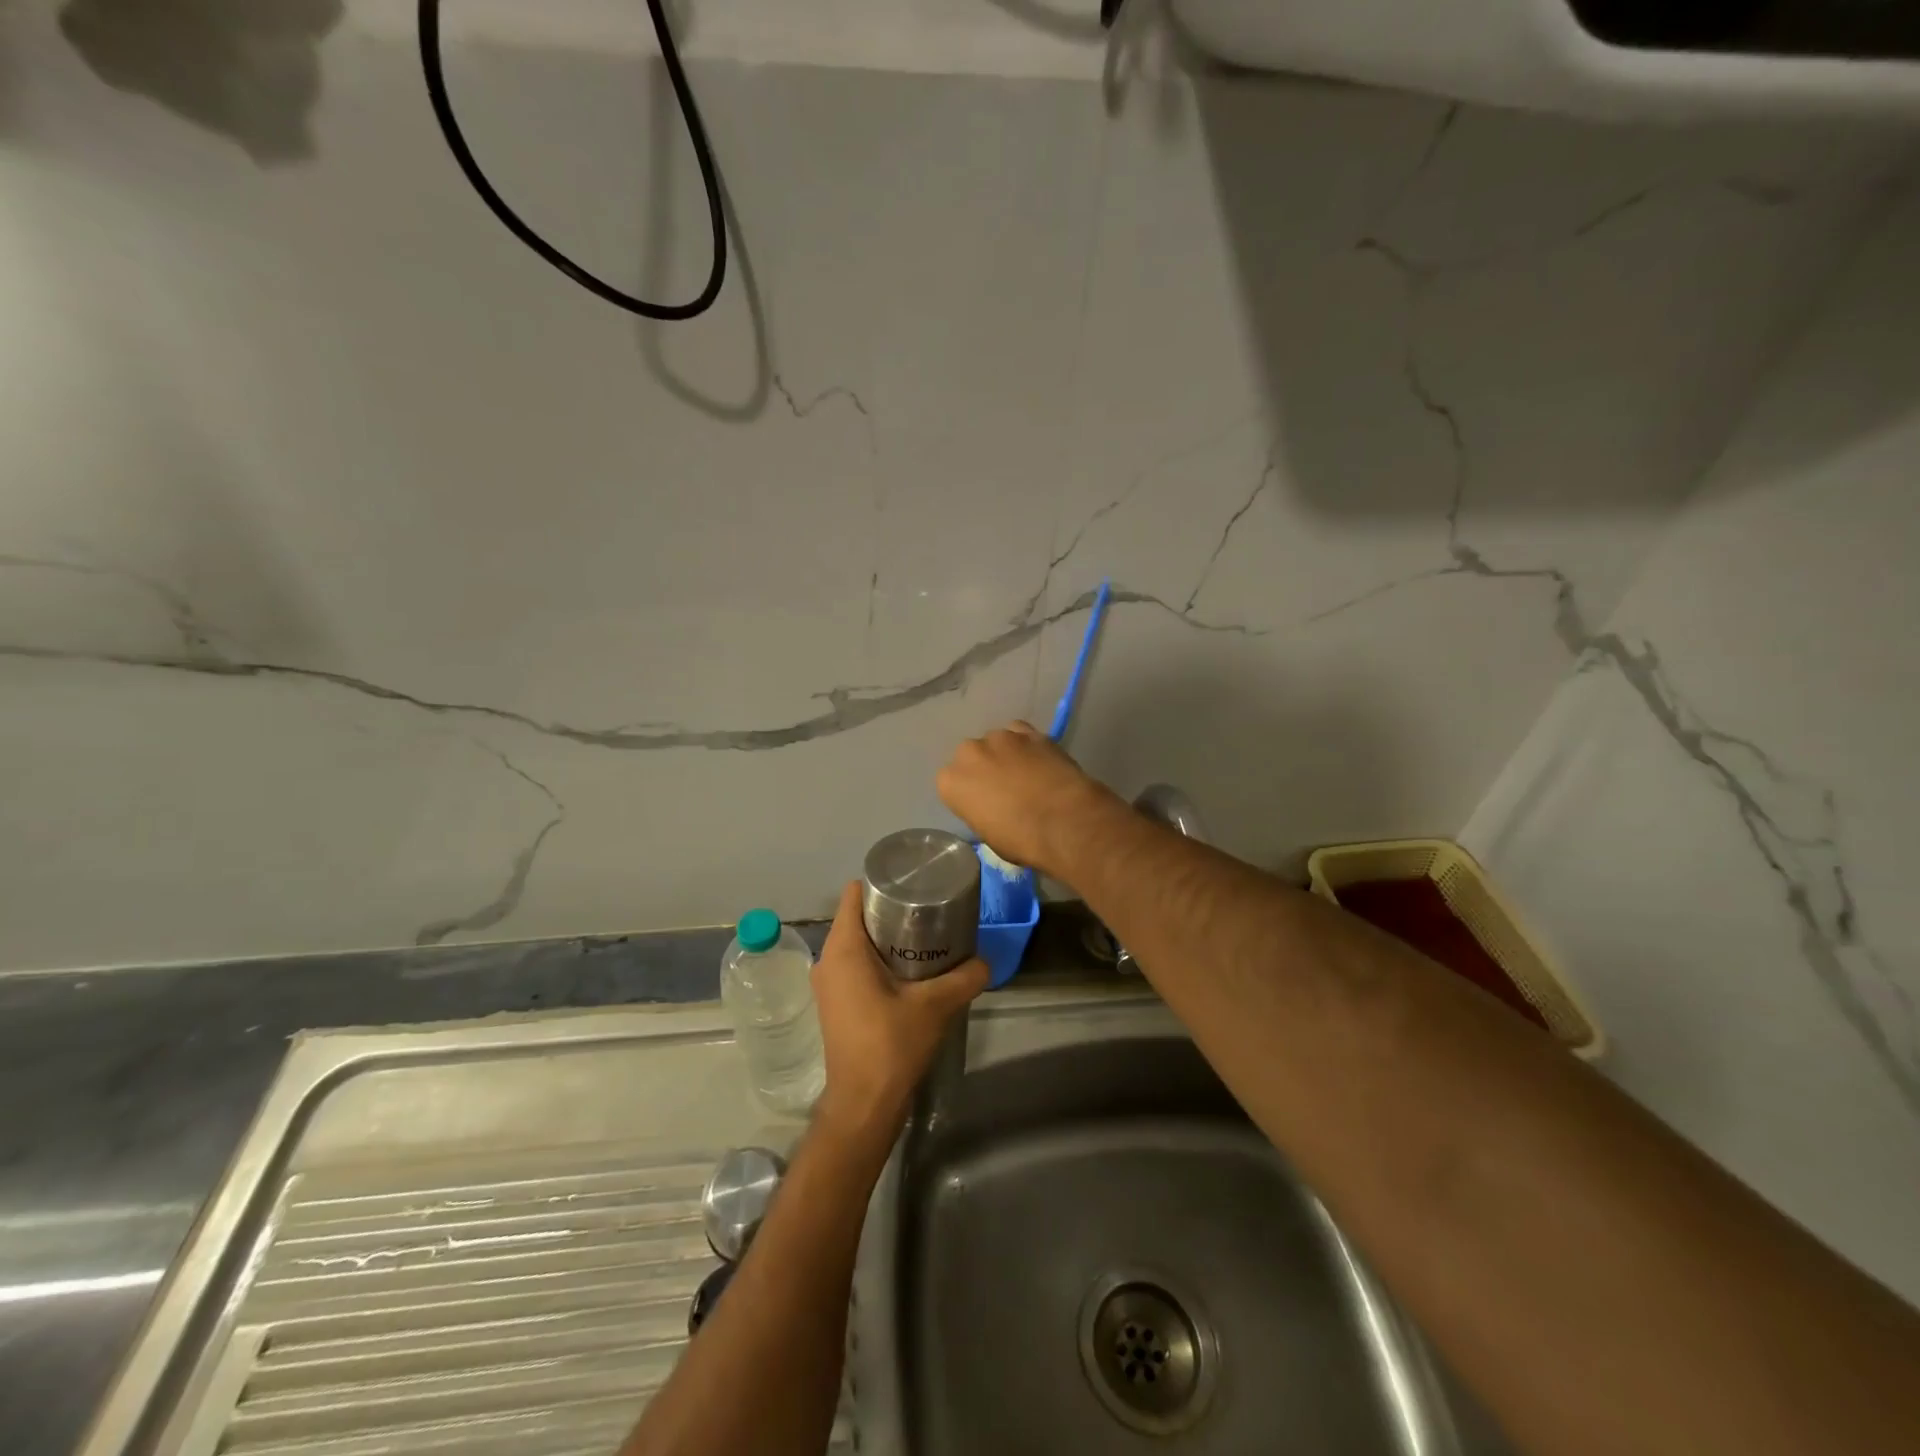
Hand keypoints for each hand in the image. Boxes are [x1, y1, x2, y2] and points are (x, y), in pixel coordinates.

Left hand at [811, 882, 988, 1144]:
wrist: (864, 1104)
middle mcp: (827, 959)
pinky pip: (855, 966)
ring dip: (887, 939)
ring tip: (925, 940)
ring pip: (857, 943)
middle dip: (891, 911)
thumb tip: (985, 962)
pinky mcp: (835, 1004)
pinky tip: (910, 973)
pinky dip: (878, 961)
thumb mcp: (935, 1005)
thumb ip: (964, 977)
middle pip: (858, 917)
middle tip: (929, 912)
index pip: (854, 893)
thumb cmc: (891, 1044)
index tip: (914, 884)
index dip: (882, 883)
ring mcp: (828, 984)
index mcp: (843, 948)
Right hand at [937, 721, 1121, 880]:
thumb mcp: (988, 835)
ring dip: (1005, 754)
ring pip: (996, 741)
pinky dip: (1026, 744)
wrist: (1064, 821)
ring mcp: (1000, 738)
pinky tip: (1039, 759)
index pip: (951, 782)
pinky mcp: (1029, 732)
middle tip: (1003, 787)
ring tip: (1025, 773)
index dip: (968, 793)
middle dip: (984, 767)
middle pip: (971, 756)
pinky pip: (1020, 733)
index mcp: (950, 781)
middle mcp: (969, 753)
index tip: (982, 804)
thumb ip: (981, 811)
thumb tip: (993, 808)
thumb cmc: (1021, 839)